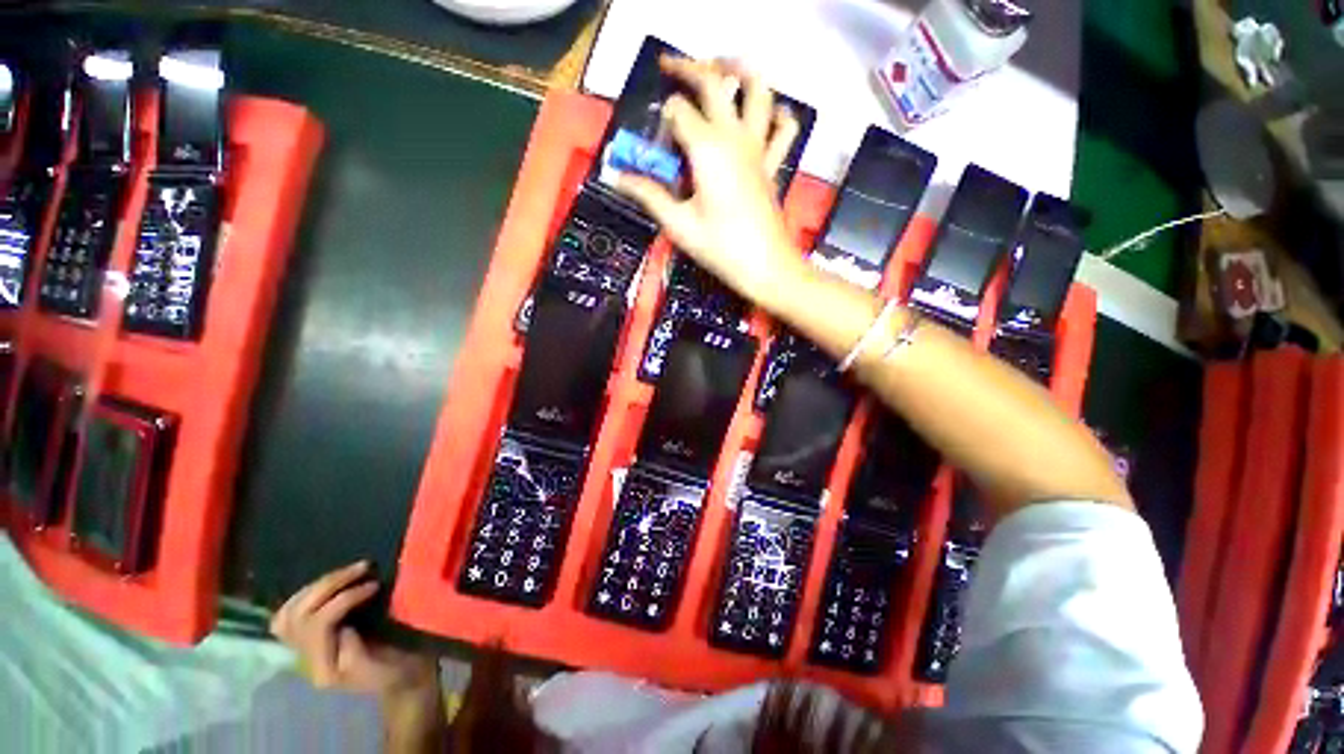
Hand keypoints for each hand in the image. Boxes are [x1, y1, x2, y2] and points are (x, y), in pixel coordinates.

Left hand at [270, 561, 438, 698]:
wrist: (400, 678)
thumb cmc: (397, 669)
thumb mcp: (383, 665)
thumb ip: (356, 651)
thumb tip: (343, 627)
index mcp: (324, 668)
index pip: (319, 624)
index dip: (344, 598)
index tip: (375, 584)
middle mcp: (305, 660)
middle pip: (299, 615)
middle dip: (329, 585)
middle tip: (362, 567)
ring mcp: (303, 650)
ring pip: (289, 612)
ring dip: (317, 586)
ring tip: (347, 571)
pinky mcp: (308, 639)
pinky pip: (289, 614)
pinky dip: (304, 595)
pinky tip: (327, 584)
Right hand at [615, 57, 808, 310]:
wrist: (765, 266)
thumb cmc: (721, 248)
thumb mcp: (678, 225)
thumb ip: (648, 195)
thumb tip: (616, 177)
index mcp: (707, 149)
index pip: (679, 112)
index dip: (662, 117)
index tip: (654, 137)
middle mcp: (734, 137)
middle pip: (714, 82)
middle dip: (688, 68)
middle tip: (669, 67)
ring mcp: (758, 148)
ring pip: (758, 91)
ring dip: (740, 71)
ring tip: (721, 67)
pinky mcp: (772, 164)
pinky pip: (783, 128)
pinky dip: (777, 113)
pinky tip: (765, 114)